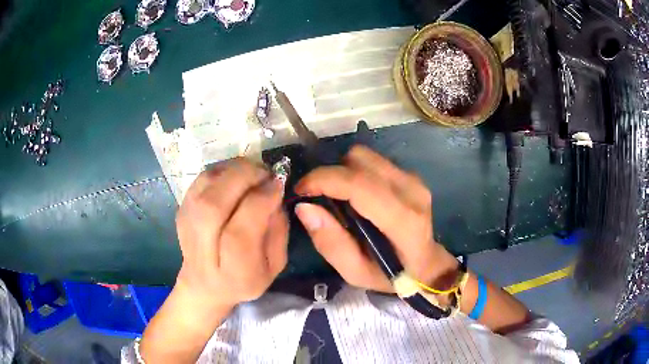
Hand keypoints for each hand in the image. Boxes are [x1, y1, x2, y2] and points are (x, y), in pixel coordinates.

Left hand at [175, 158, 288, 308]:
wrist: (204, 284)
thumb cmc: (245, 278)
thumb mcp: (274, 265)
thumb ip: (278, 231)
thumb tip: (274, 193)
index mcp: (233, 272)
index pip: (240, 233)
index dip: (260, 202)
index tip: (277, 185)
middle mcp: (203, 250)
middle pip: (213, 206)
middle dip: (244, 179)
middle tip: (265, 172)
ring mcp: (187, 228)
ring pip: (204, 187)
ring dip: (232, 170)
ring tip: (252, 171)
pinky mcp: (181, 211)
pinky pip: (200, 180)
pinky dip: (220, 171)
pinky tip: (235, 176)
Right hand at [294, 145, 458, 292]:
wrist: (426, 264)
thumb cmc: (392, 275)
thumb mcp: (355, 273)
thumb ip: (331, 243)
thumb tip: (305, 207)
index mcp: (404, 221)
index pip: (360, 185)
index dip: (324, 180)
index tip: (301, 190)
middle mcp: (412, 191)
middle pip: (360, 160)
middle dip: (331, 175)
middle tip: (319, 198)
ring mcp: (414, 179)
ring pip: (365, 156)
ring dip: (343, 172)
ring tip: (340, 198)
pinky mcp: (410, 174)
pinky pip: (373, 161)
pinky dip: (356, 173)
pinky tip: (358, 196)